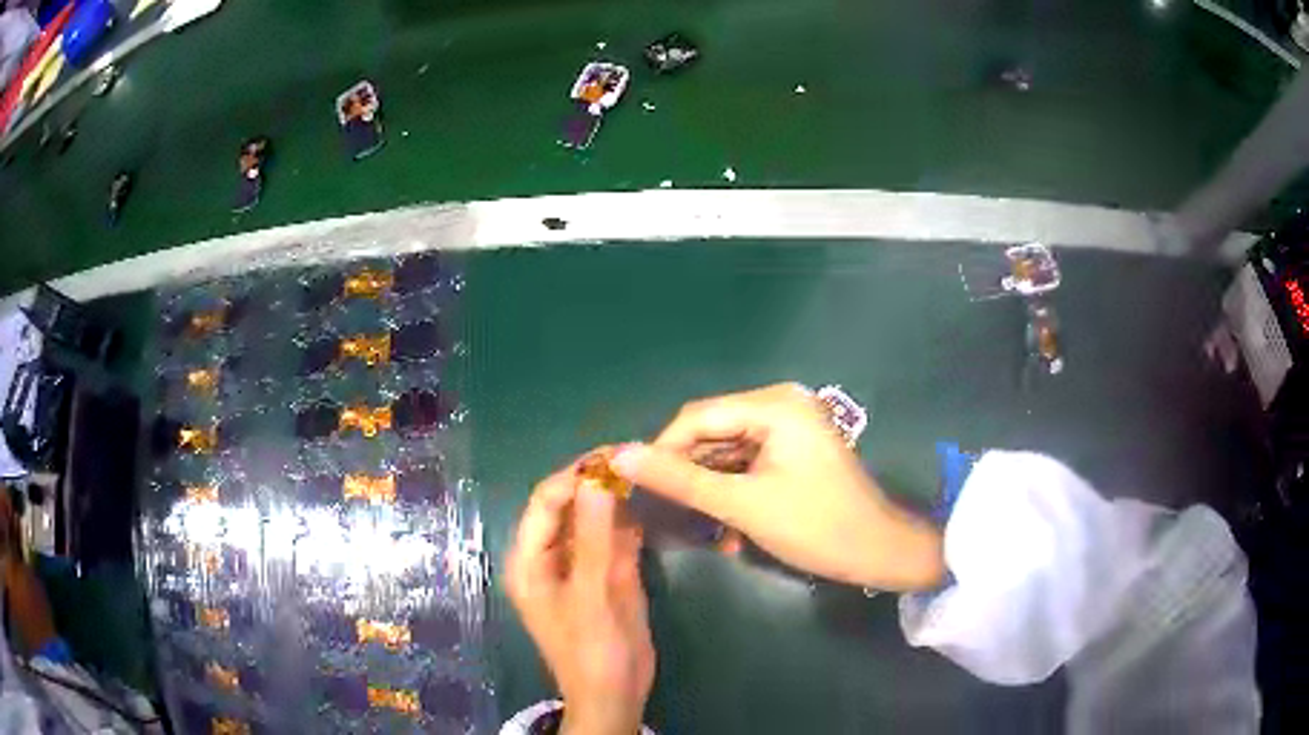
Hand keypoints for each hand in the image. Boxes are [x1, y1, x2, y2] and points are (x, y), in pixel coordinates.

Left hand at [506, 457, 653, 734]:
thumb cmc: (593, 650)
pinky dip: (627, 522)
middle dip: (597, 482)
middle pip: (568, 505)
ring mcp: (578, 565)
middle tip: (635, 458)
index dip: (575, 476)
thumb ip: (594, 538)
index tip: (614, 456)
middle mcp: (549, 556)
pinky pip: (611, 538)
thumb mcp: (592, 595)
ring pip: (592, 519)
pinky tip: (646, 506)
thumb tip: (597, 480)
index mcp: (529, 560)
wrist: (616, 694)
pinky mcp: (604, 575)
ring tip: (644, 472)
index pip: (545, 501)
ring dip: (614, 498)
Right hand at [611, 384, 944, 591]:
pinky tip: (724, 525)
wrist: (879, 551)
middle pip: (712, 431)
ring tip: (693, 523)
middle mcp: (781, 403)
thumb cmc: (816, 526)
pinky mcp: (793, 448)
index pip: (697, 417)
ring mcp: (790, 426)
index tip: (638, 489)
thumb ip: (680, 480)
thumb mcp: (742, 505)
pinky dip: (732, 489)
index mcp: (774, 405)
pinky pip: (748, 461)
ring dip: (710, 486)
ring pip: (727, 449)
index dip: (662, 451)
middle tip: (664, 511)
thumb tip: (620, 456)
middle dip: (688, 472)